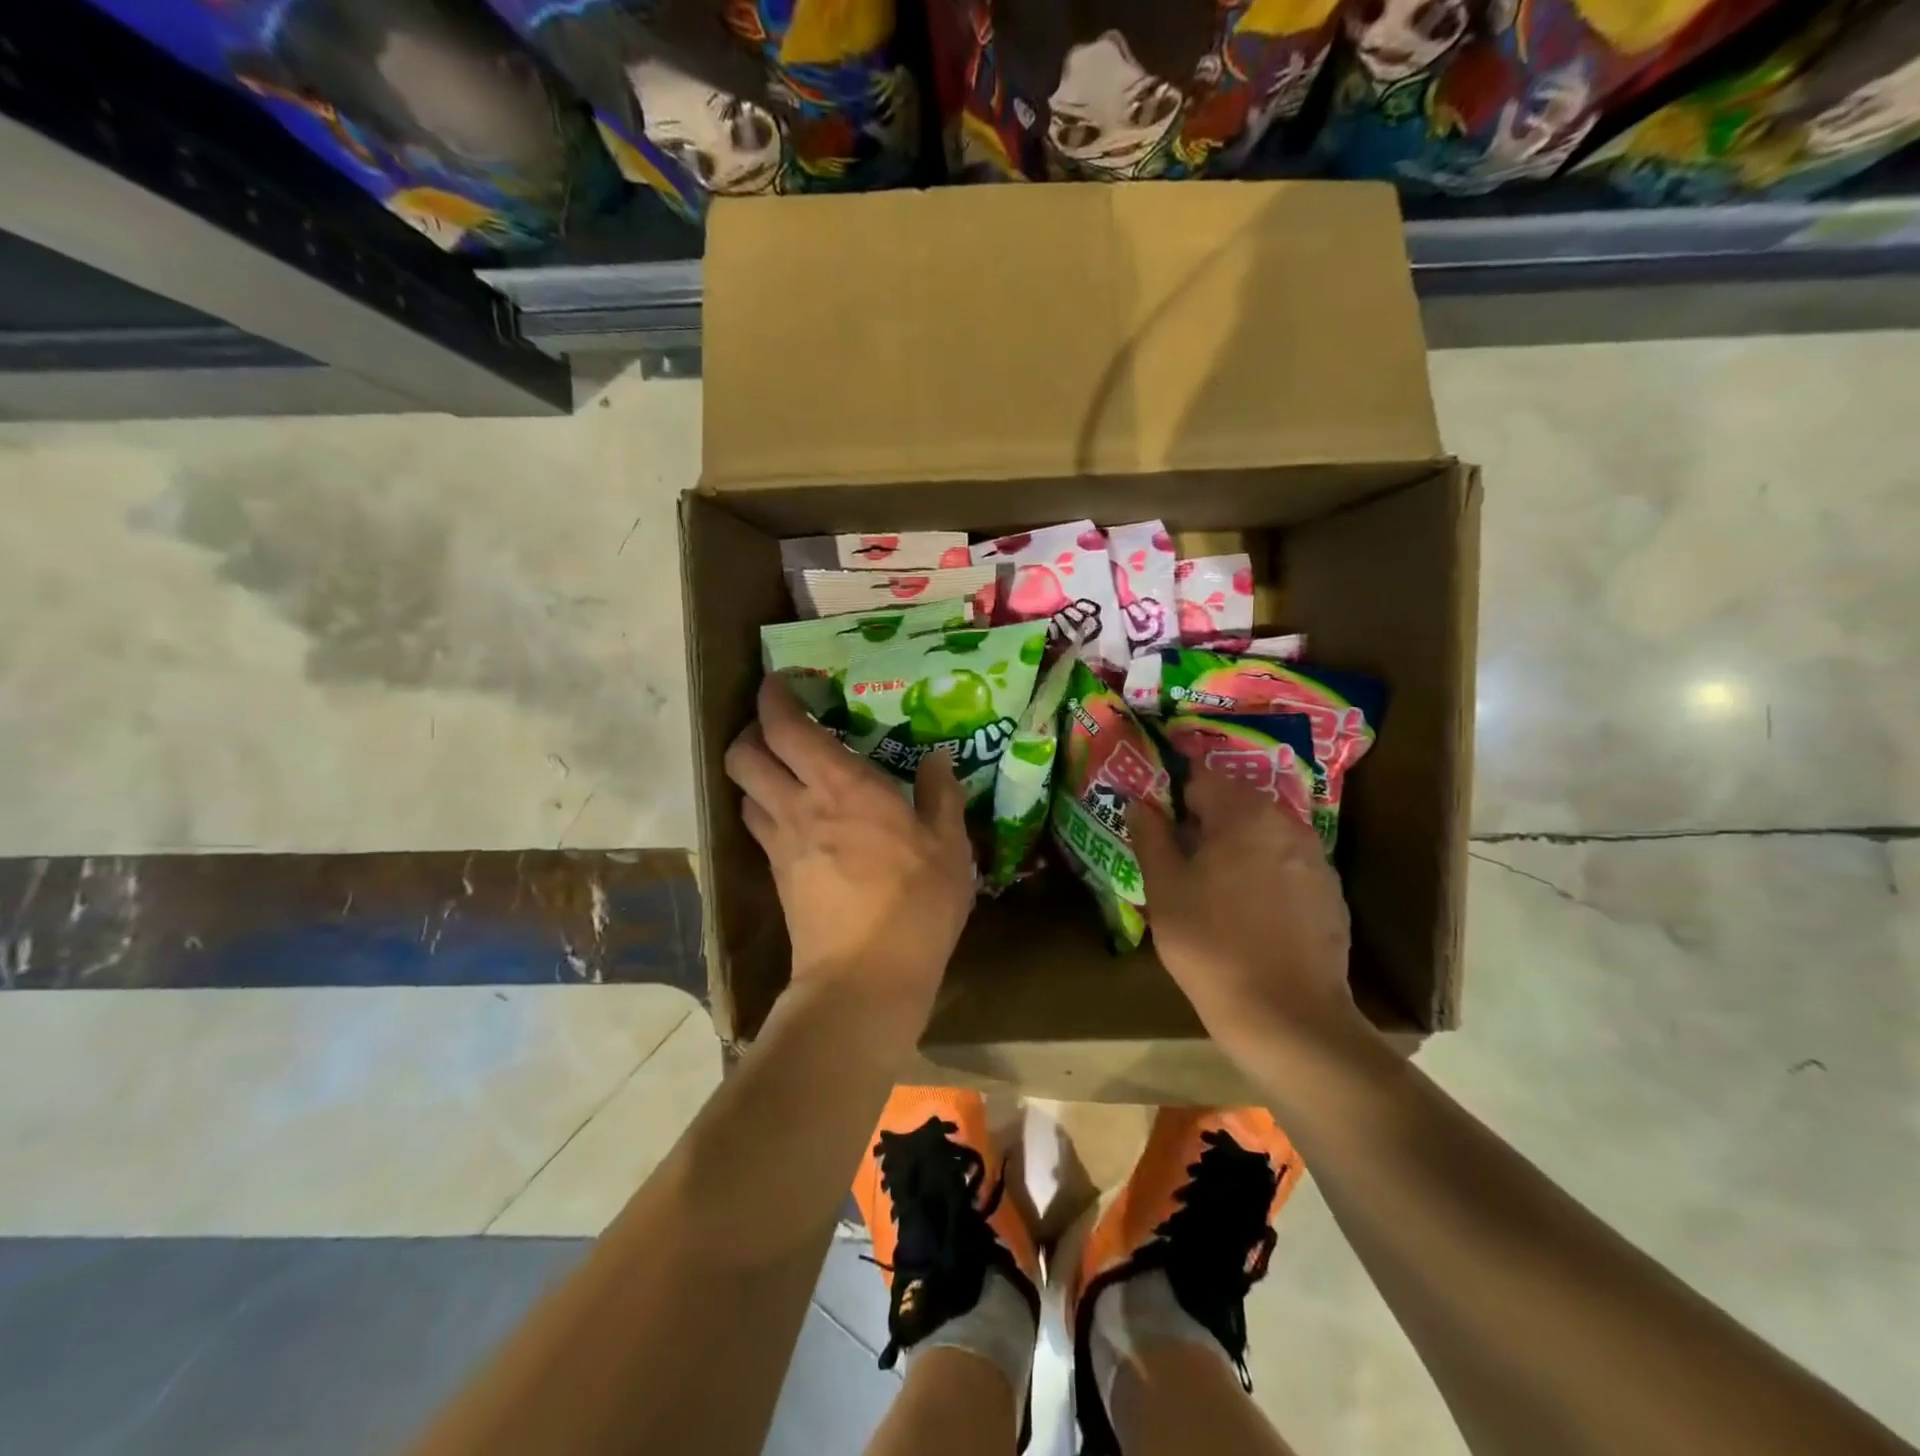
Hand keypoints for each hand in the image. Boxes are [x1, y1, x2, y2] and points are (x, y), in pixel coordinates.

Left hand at [725, 676, 975, 1049]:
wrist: (864, 978)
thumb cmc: (916, 904)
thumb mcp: (949, 847)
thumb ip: (941, 795)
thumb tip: (938, 758)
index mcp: (842, 785)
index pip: (785, 726)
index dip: (775, 696)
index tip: (783, 681)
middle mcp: (799, 804)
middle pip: (743, 754)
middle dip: (751, 730)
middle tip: (781, 728)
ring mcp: (780, 842)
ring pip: (743, 790)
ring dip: (755, 771)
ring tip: (785, 770)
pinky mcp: (776, 875)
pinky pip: (758, 826)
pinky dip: (765, 808)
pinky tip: (796, 817)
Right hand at [1128, 765, 1358, 1065]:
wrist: (1288, 1017)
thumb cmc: (1212, 946)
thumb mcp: (1165, 890)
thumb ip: (1151, 836)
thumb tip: (1139, 802)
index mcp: (1245, 814)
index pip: (1202, 777)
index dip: (1175, 795)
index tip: (1159, 824)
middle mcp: (1287, 824)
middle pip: (1236, 804)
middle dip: (1205, 822)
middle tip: (1179, 861)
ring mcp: (1315, 859)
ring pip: (1262, 835)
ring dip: (1235, 848)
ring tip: (1211, 889)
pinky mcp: (1330, 894)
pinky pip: (1286, 866)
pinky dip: (1263, 875)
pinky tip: (1248, 914)